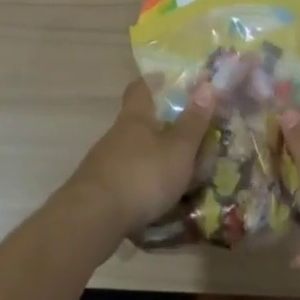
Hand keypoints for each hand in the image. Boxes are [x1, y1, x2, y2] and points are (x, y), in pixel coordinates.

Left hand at [65, 80, 214, 234]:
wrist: (93, 219)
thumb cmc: (142, 175)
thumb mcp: (178, 149)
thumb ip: (193, 121)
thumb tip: (206, 84)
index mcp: (135, 118)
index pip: (140, 89)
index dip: (153, 82)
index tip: (166, 80)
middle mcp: (116, 135)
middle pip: (137, 122)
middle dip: (159, 127)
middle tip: (185, 136)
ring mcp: (103, 163)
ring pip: (132, 152)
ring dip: (151, 159)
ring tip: (176, 174)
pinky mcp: (98, 190)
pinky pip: (125, 179)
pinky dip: (141, 184)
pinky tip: (154, 200)